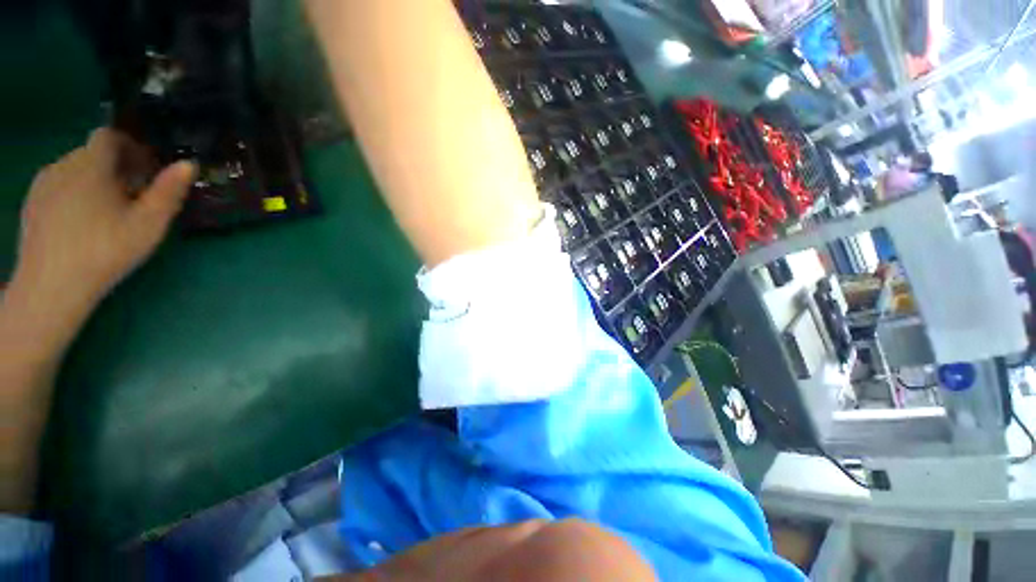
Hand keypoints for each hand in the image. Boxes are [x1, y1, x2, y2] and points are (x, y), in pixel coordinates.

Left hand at [11, 128, 195, 318]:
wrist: (51, 286)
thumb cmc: (105, 251)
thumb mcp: (148, 224)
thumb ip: (168, 191)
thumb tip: (188, 164)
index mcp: (91, 165)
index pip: (110, 137)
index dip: (131, 147)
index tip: (147, 170)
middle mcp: (63, 165)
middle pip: (93, 153)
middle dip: (116, 167)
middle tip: (134, 195)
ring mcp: (43, 184)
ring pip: (75, 169)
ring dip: (95, 180)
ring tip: (108, 210)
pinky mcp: (32, 203)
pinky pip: (58, 185)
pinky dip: (75, 193)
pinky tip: (82, 221)